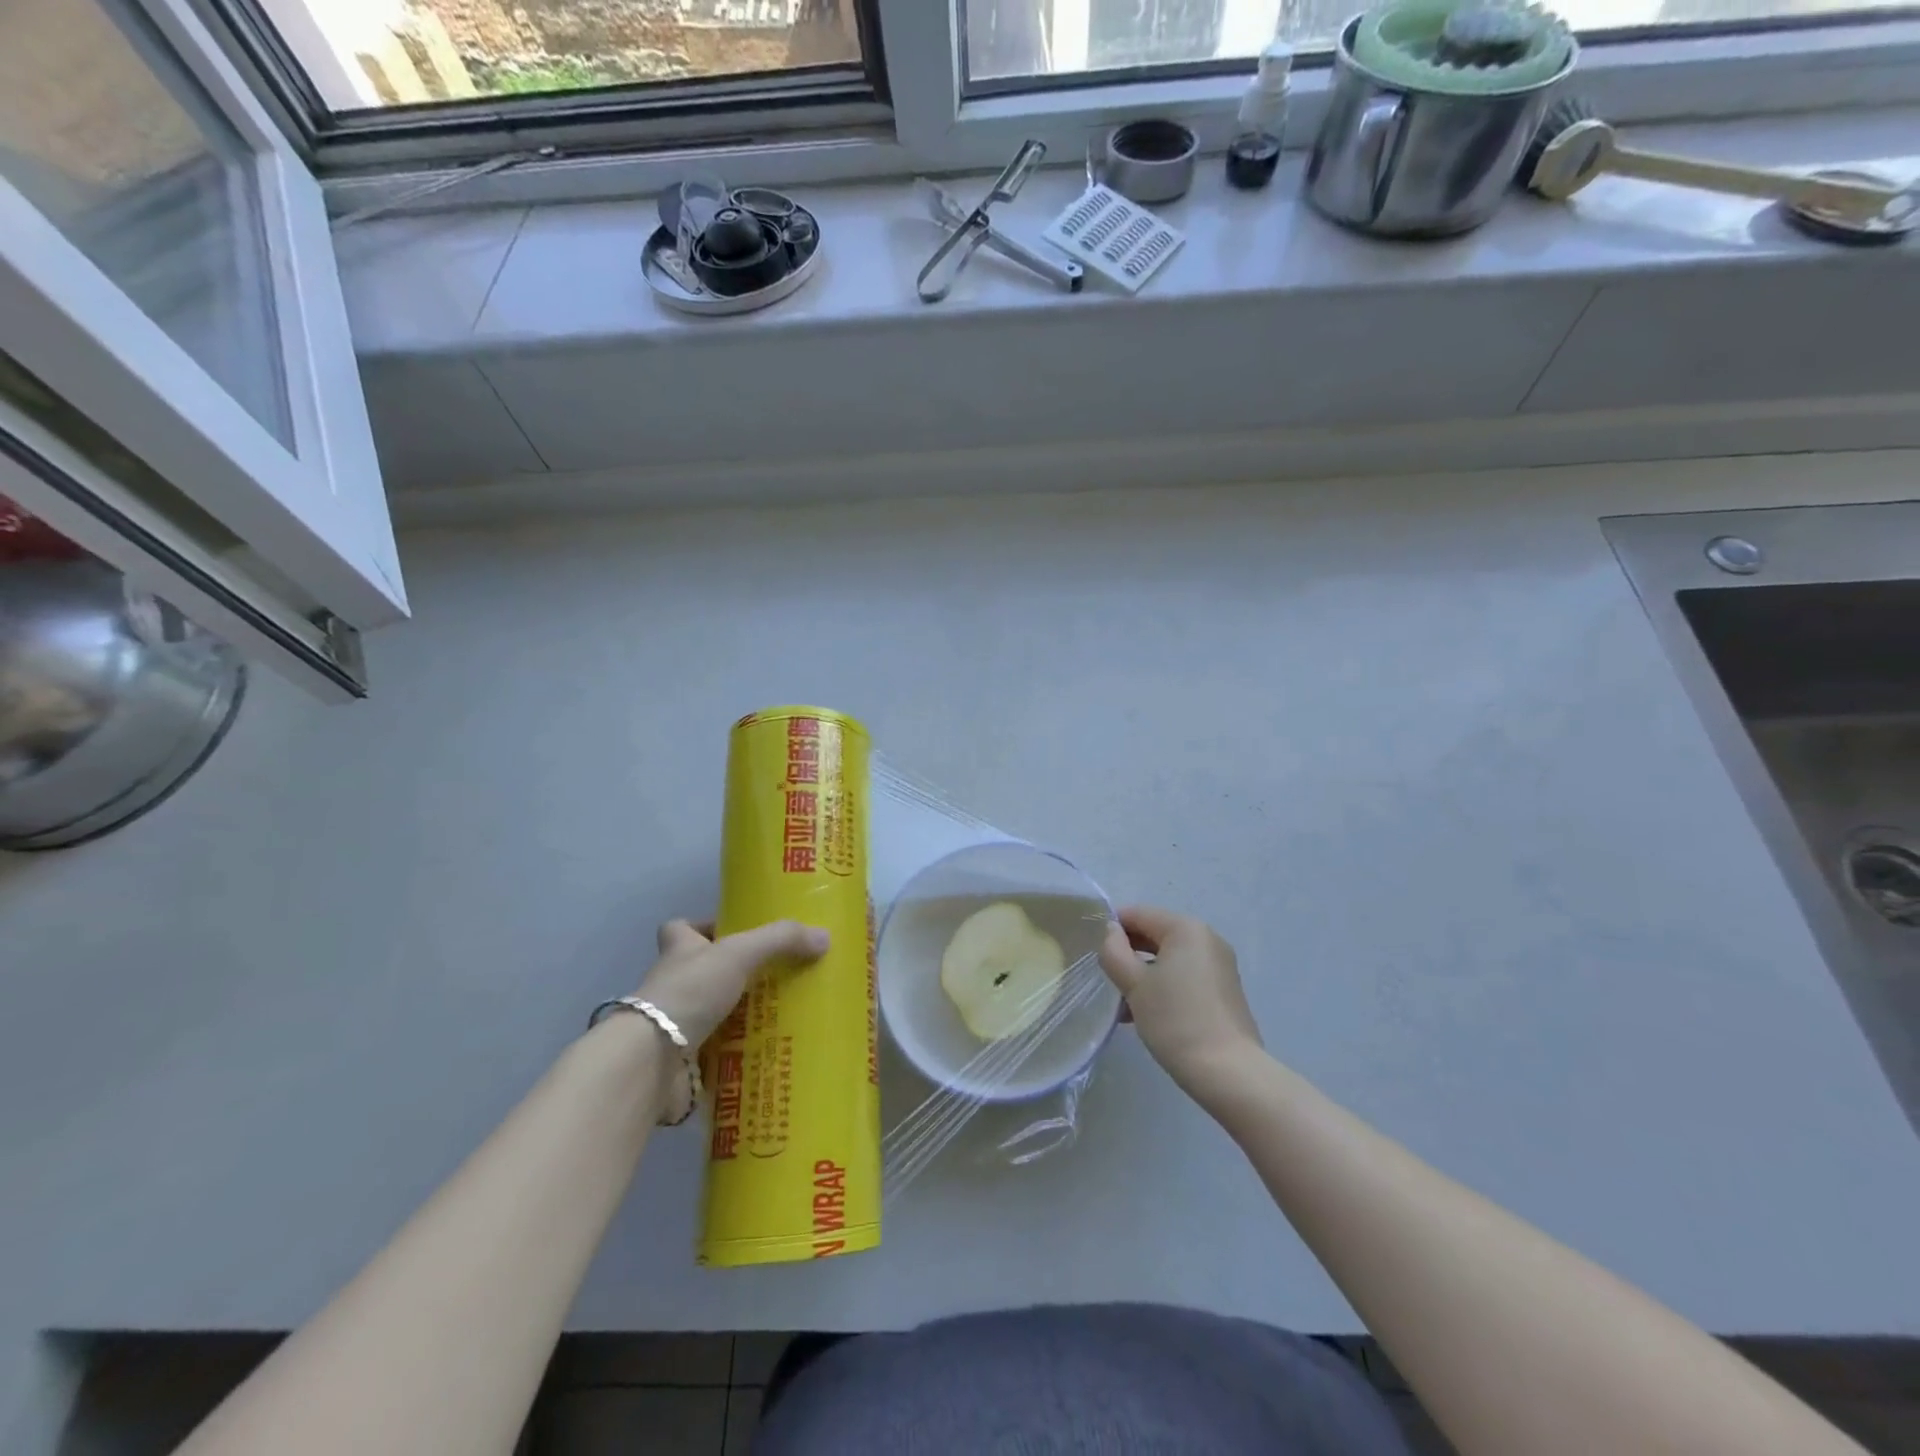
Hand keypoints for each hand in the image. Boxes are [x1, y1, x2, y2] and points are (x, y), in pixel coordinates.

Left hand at [637, 918, 829, 1049]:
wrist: (653, 1059)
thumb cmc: (690, 991)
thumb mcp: (740, 952)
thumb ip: (781, 940)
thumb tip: (824, 937)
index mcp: (679, 951)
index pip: (681, 929)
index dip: (702, 928)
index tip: (731, 932)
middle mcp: (673, 985)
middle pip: (701, 972)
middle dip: (732, 975)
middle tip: (773, 976)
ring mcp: (674, 1025)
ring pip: (711, 1013)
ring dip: (738, 1016)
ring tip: (781, 1013)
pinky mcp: (682, 1061)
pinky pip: (716, 1053)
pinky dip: (738, 1054)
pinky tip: (768, 1051)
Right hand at [1099, 906, 1263, 1098]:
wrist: (1227, 1072)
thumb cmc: (1175, 1020)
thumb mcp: (1134, 984)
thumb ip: (1114, 951)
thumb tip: (1111, 933)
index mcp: (1186, 929)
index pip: (1138, 914)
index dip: (1111, 928)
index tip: (1091, 949)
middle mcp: (1206, 939)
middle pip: (1155, 934)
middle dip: (1127, 953)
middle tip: (1104, 977)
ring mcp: (1218, 965)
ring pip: (1168, 959)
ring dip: (1142, 974)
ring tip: (1120, 1003)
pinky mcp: (1223, 990)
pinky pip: (1184, 976)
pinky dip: (1162, 986)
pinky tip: (1143, 1014)